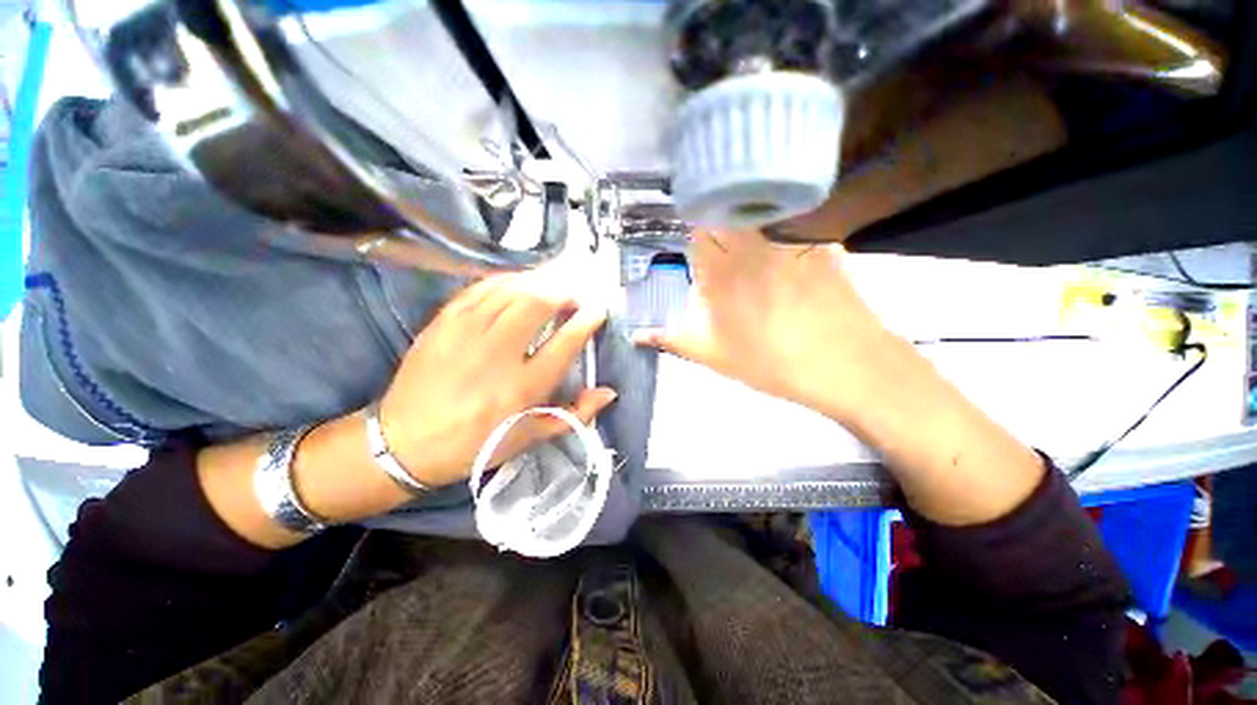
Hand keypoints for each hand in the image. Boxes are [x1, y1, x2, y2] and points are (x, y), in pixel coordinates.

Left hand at [379, 274, 614, 486]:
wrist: (404, 444)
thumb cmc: (476, 444)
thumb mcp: (530, 438)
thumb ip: (574, 414)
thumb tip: (608, 392)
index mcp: (522, 388)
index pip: (565, 342)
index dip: (587, 320)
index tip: (598, 310)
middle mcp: (497, 355)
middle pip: (537, 304)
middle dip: (563, 292)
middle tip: (574, 296)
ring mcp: (466, 334)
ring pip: (509, 290)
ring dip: (538, 282)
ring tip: (551, 287)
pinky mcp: (443, 323)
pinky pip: (479, 289)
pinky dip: (505, 280)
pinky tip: (517, 283)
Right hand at [634, 230, 900, 420]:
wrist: (844, 364)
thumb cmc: (770, 361)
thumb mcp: (713, 355)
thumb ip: (672, 340)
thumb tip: (636, 335)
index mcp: (719, 269)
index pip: (696, 226)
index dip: (693, 226)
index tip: (694, 238)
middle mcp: (750, 244)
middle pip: (724, 209)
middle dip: (717, 217)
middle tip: (720, 239)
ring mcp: (787, 238)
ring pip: (758, 209)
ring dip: (747, 216)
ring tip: (748, 236)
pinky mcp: (819, 240)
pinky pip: (793, 218)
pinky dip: (782, 222)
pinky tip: (787, 242)